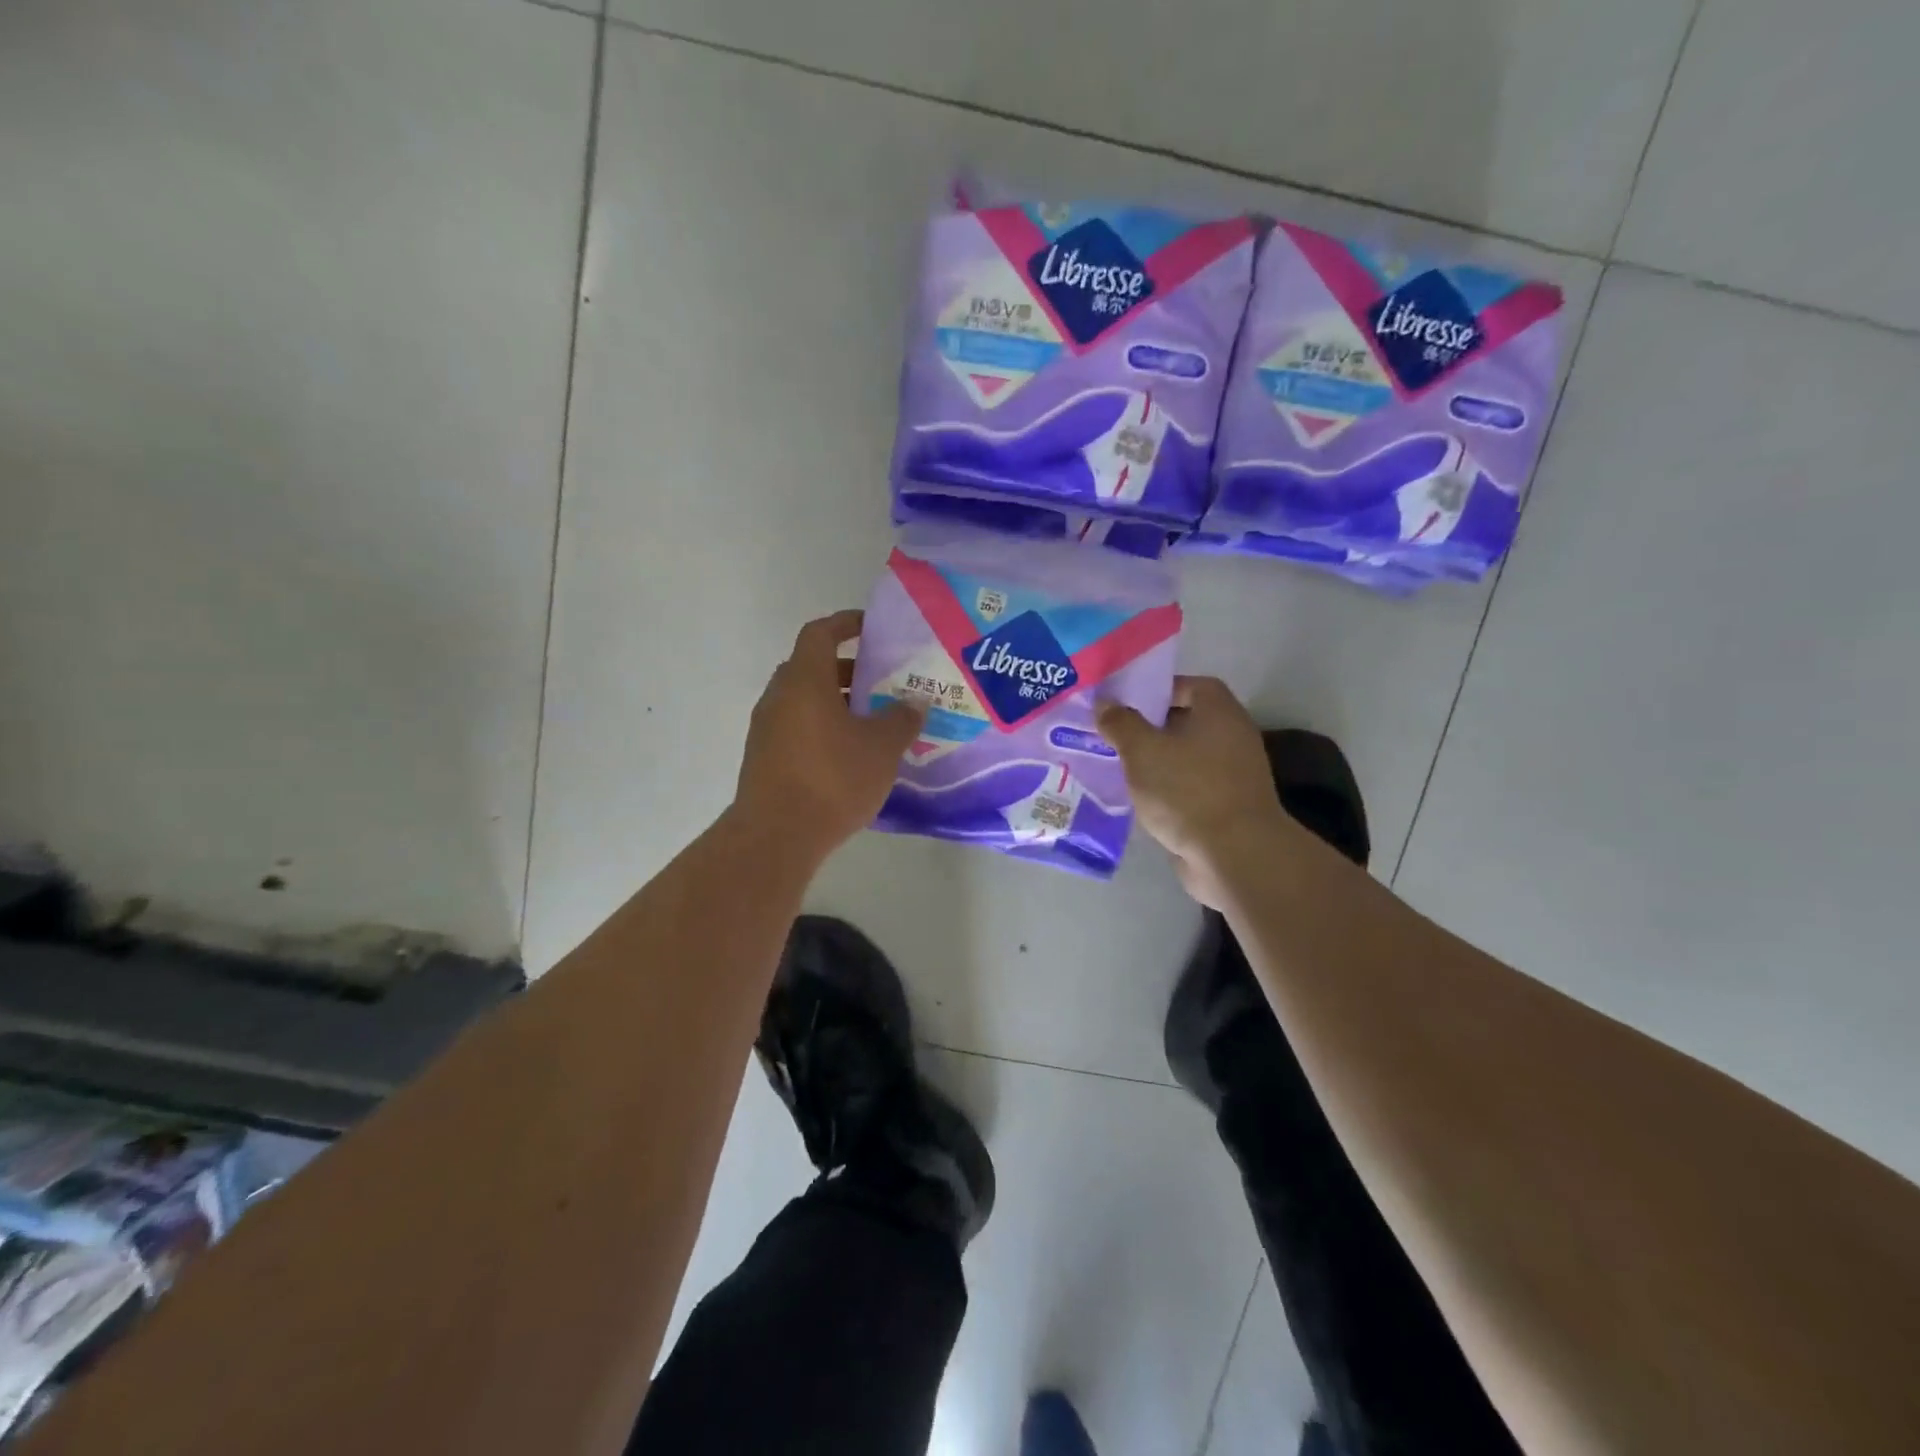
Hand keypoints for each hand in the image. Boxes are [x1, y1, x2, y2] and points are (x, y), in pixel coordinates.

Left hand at [733, 611, 924, 864]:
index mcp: (804, 680)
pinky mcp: (764, 758)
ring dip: (836, 702)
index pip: (820, 633)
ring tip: (873, 721)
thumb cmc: (832, 778)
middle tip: (882, 680)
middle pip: (811, 667)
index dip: (845, 624)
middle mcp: (779, 697)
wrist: (776, 836)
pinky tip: (850, 754)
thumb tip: (915, 702)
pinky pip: (797, 728)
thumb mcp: (881, 748)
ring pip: (804, 701)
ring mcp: (766, 729)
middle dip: (847, 669)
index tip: (871, 627)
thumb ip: (902, 719)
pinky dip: (823, 728)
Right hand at [1096, 677, 1296, 907]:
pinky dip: (1166, 789)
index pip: (1187, 685)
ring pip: (1184, 757)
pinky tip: (1137, 798)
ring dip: (1155, 762)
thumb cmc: (1187, 790)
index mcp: (1218, 710)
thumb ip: (1120, 722)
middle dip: (1148, 728)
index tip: (1122, 704)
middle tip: (1111, 735)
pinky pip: (1189, 787)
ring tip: (1116, 766)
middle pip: (1184, 721)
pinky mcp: (1225, 806)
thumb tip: (1105, 703)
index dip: (1154, 690)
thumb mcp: (1142, 750)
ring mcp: (1232, 773)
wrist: (1233, 855)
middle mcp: (1231, 735)